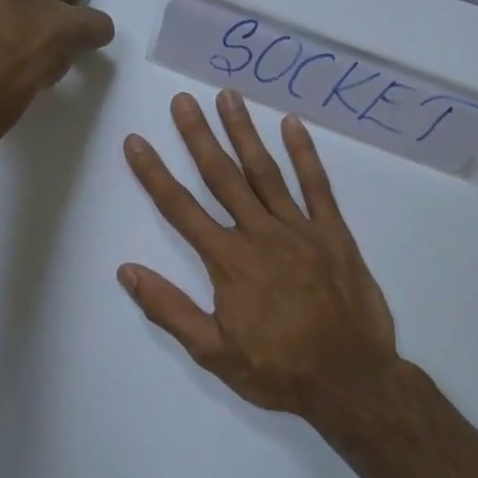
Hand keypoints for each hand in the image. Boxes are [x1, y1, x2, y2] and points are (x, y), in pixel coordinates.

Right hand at [118, 90, 403, 441]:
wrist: (351, 380)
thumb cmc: (279, 370)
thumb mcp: (213, 352)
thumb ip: (170, 309)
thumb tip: (127, 271)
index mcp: (228, 262)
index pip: (181, 209)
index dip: (155, 174)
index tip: (136, 141)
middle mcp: (261, 235)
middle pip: (222, 177)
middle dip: (198, 136)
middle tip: (182, 100)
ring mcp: (301, 230)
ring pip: (266, 172)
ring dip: (244, 133)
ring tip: (228, 97)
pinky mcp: (334, 234)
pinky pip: (317, 187)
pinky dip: (304, 154)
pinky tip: (292, 125)